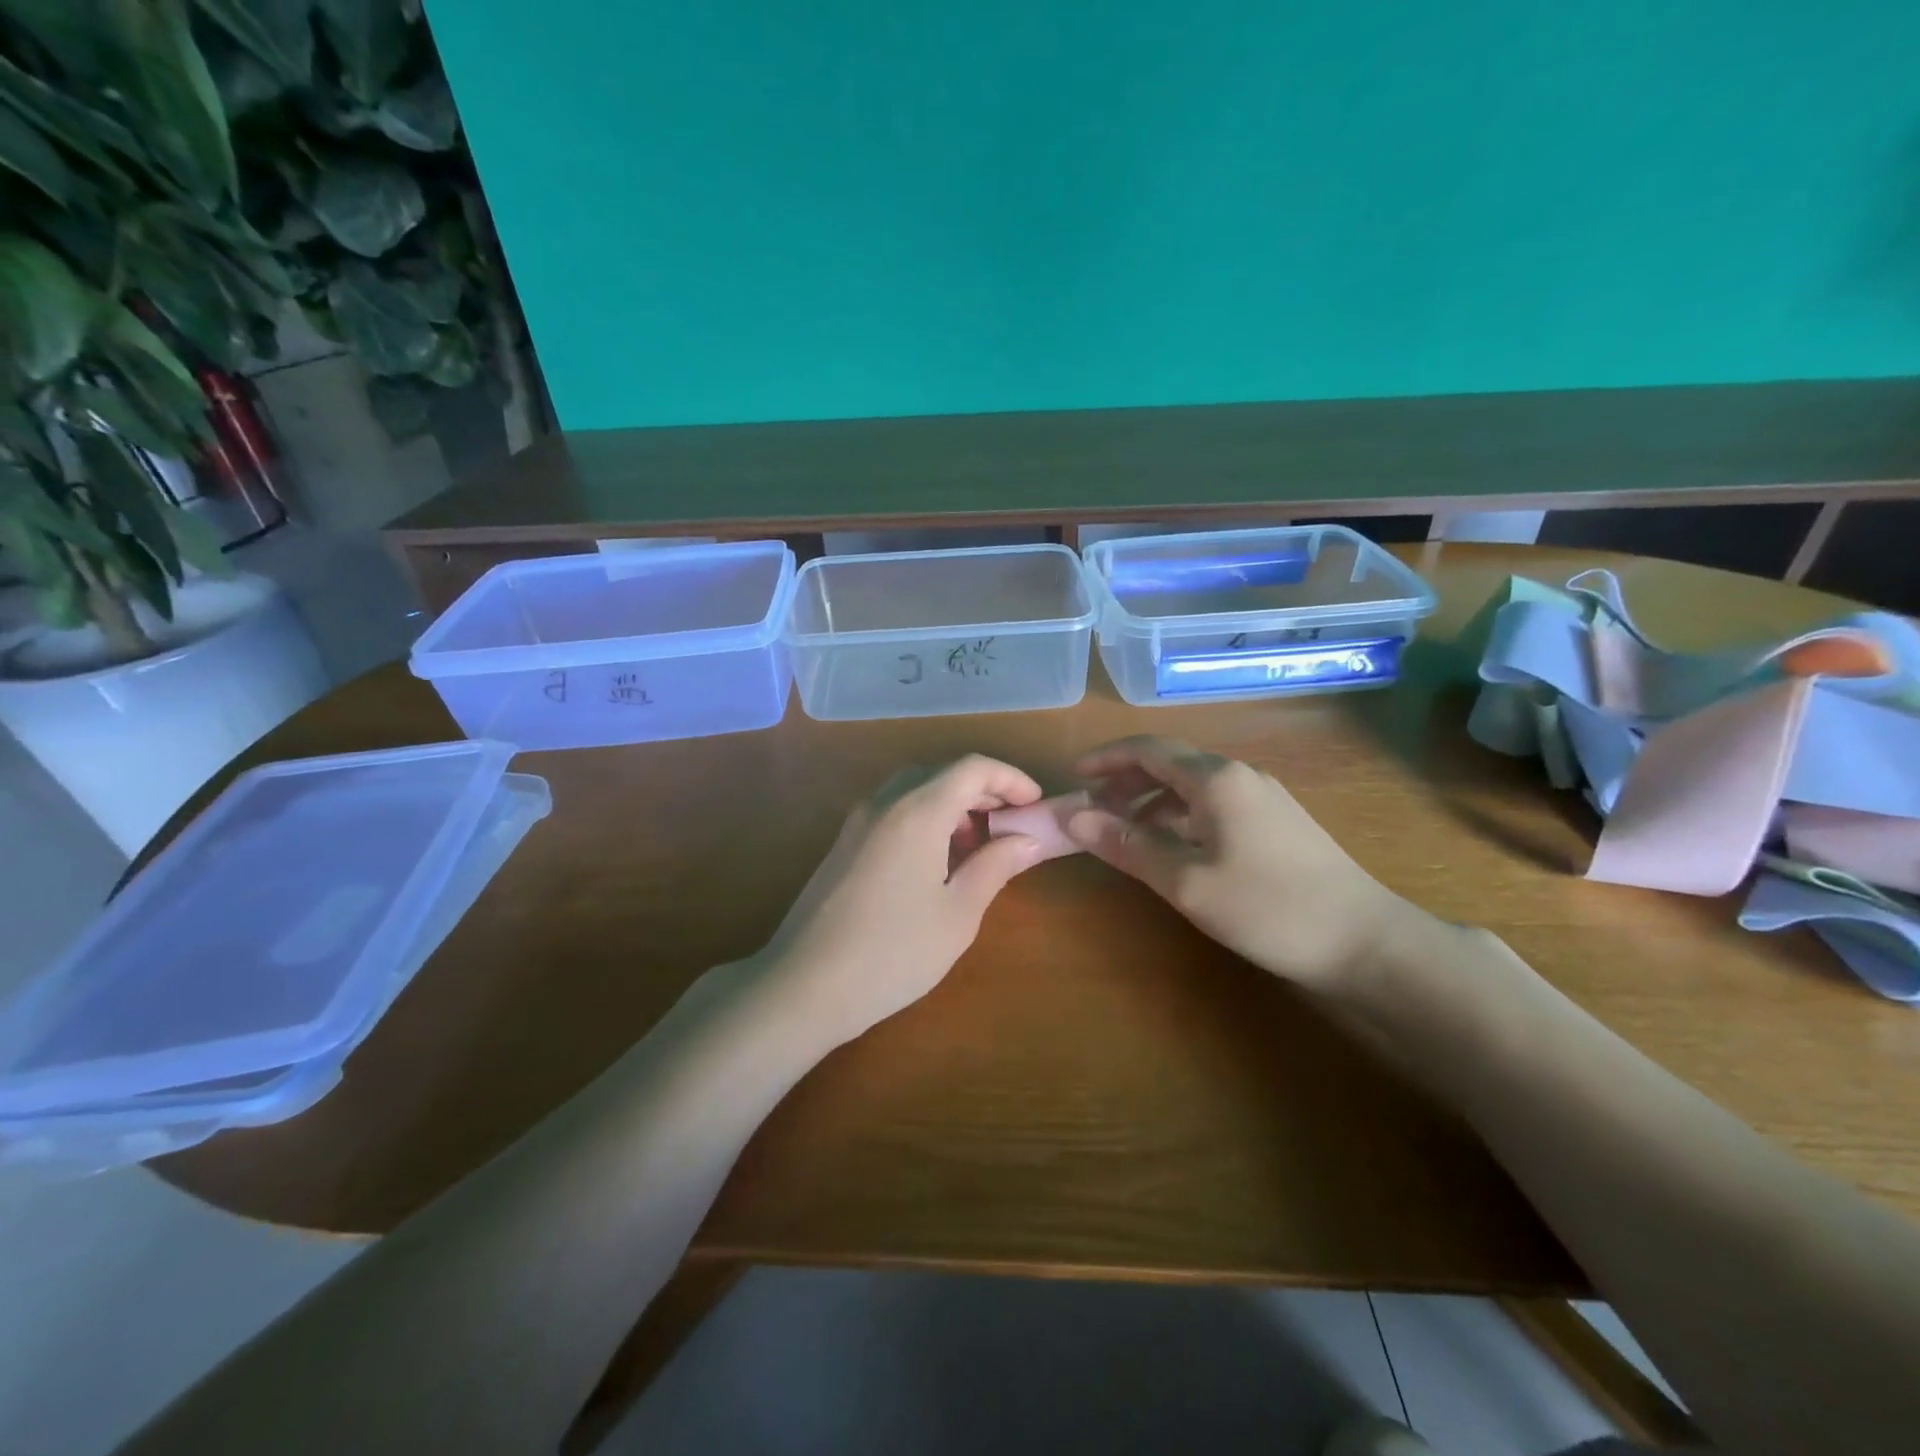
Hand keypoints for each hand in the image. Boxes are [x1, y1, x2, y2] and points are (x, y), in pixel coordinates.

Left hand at [759, 755, 1046, 1043]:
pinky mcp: (843, 844)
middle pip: (941, 772)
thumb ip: (995, 866)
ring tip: (975, 848)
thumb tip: (1028, 840)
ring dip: (951, 804)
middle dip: (982, 790)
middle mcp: (885, 803)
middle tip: (1010, 825)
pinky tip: (934, 863)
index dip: (1011, 778)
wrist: (803, 985)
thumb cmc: (893, 952)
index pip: (972, 767)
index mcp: (918, 810)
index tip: (1035, 805)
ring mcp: (857, 822)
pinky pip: (892, 810)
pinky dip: (923, 818)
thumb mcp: (958, 914)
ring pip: (913, 790)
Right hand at [1066, 735, 1415, 988]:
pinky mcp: (1276, 822)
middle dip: (1125, 780)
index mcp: (1216, 779)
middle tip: (1092, 809)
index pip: (1148, 749)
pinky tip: (1171, 846)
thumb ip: (1127, 845)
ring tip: (1123, 831)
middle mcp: (1239, 776)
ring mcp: (1262, 798)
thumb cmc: (1268, 907)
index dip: (1106, 758)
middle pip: (1170, 763)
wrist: (1364, 941)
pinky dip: (1179, 816)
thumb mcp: (1186, 881)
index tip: (1073, 775)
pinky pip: (1213, 805)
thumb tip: (1073, 818)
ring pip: (1192, 786)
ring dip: (1151, 801)